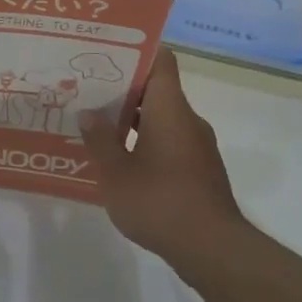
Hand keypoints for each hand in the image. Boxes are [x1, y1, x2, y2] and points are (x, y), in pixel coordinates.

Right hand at [79, 49, 244, 266]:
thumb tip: (88, 112)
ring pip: (163, 119)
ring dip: (134, 121)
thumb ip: (100, 140)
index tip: (108, 53)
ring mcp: (198, 147)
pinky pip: (171, 143)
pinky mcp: (201, 171)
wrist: (213, 250)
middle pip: (158, 90)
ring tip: (100, 128)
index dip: (137, 51)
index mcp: (170, 108)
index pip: (161, 60)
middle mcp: (188, 120)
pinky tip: (124, 163)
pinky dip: (148, 144)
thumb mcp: (116, 173)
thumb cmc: (161, 202)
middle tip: (90, 91)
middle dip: (124, 90)